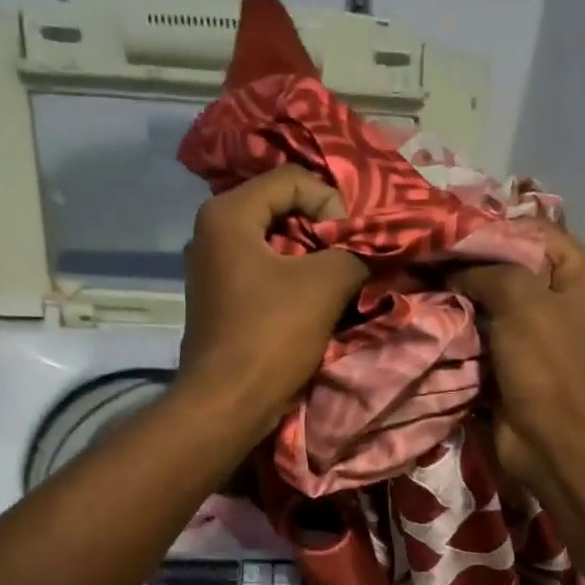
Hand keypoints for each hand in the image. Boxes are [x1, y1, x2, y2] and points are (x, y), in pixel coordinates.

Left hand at [178, 165, 367, 432]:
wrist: (227, 403)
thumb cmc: (271, 335)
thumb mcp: (326, 284)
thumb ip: (355, 252)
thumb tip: (372, 247)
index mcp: (227, 214)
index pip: (293, 180)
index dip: (332, 204)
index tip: (352, 242)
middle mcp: (212, 232)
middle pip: (282, 209)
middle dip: (325, 230)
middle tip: (354, 255)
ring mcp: (213, 267)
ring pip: (276, 243)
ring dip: (313, 257)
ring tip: (342, 278)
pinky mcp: (221, 298)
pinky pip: (265, 271)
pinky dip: (294, 278)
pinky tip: (317, 300)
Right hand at [449, 226, 584, 488]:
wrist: (551, 441)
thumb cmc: (547, 365)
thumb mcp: (521, 299)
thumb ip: (485, 269)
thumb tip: (448, 268)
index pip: (535, 231)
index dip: (490, 229)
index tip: (446, 233)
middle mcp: (568, 297)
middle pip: (513, 264)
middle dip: (471, 263)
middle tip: (428, 256)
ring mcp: (542, 330)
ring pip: (495, 297)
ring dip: (462, 294)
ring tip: (422, 281)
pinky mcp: (518, 357)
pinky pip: (487, 328)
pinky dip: (463, 322)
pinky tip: (432, 311)